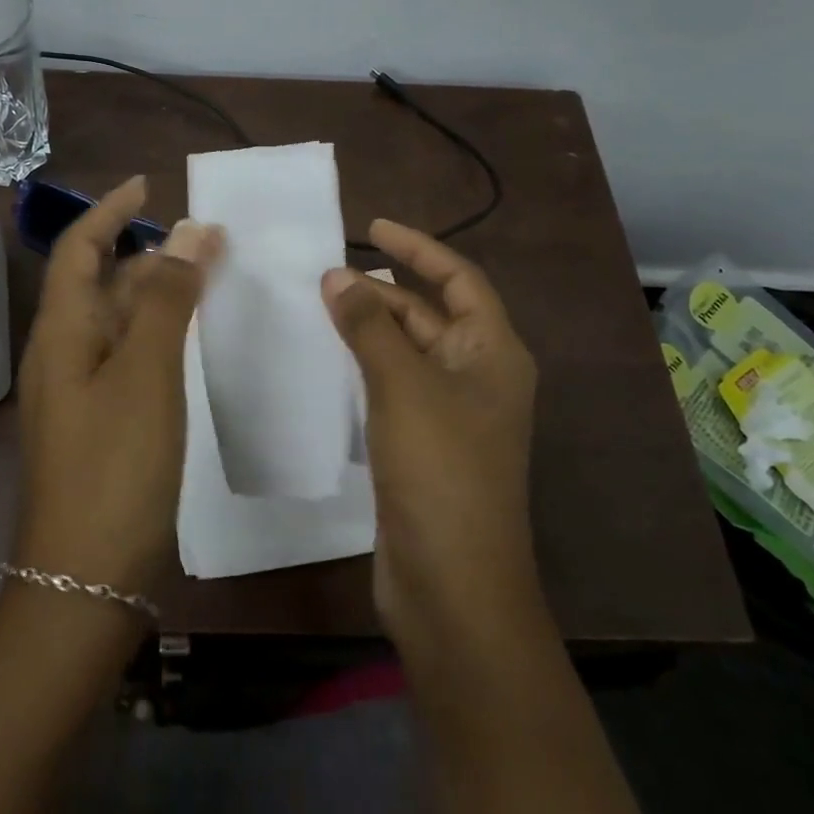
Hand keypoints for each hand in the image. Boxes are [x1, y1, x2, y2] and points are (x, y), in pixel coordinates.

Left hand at [12, 176, 221, 595]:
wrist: (85, 583)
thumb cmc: (115, 466)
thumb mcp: (145, 372)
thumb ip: (166, 298)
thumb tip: (191, 230)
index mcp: (61, 332)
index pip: (80, 247)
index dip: (110, 211)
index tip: (149, 184)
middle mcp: (62, 353)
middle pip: (98, 281)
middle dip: (143, 250)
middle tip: (202, 238)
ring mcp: (78, 391)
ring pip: (115, 320)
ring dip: (153, 291)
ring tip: (205, 276)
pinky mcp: (98, 422)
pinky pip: (126, 356)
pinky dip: (156, 333)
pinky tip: (190, 340)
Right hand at [321, 220, 540, 649]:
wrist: (452, 586)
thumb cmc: (440, 470)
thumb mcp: (402, 385)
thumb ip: (368, 325)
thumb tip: (337, 275)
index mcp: (493, 352)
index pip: (459, 279)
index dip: (418, 248)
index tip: (372, 227)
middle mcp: (479, 375)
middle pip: (430, 313)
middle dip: (382, 291)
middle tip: (326, 275)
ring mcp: (453, 413)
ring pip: (408, 351)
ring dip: (370, 327)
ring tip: (320, 306)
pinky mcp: (425, 444)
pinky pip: (395, 385)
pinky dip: (365, 365)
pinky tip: (328, 359)